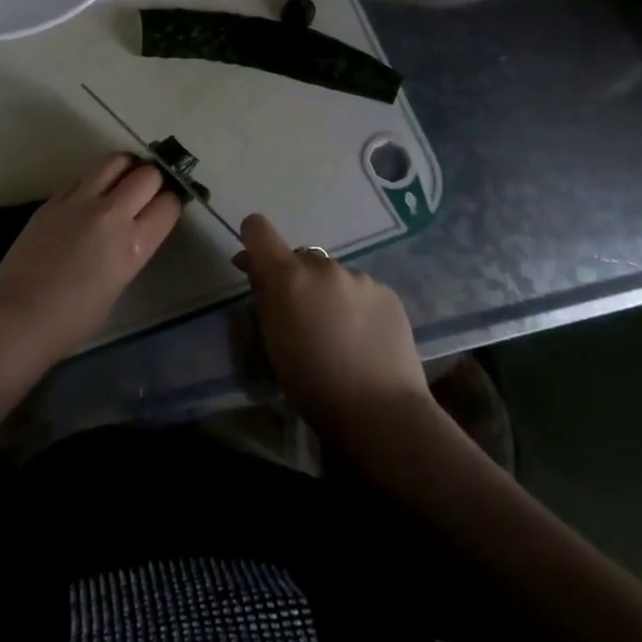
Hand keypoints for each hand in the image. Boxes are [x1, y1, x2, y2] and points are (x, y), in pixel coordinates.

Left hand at [0, 154, 181, 376]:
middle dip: (154, 180)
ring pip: (115, 161)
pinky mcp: (54, 198)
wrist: (17, 316)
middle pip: (147, 174)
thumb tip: (132, 232)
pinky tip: (90, 197)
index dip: (171, 204)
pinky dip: (95, 180)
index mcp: (133, 244)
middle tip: (148, 192)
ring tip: (123, 181)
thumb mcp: (118, 285)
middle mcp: (111, 214)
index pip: (168, 205)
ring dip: (126, 168)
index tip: (166, 209)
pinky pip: (84, 176)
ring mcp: (80, 201)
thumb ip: (130, 251)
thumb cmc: (72, 320)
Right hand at [234, 214, 431, 443]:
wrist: (381, 413)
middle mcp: (324, 266)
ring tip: (339, 333)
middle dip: (297, 279)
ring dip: (328, 293)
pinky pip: (362, 290)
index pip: (258, 229)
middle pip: (300, 258)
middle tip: (302, 317)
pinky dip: (356, 306)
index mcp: (289, 277)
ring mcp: (360, 277)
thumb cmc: (313, 385)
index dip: (253, 241)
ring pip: (333, 276)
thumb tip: (257, 271)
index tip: (256, 266)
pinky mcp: (388, 292)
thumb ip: (264, 298)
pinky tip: (364, 338)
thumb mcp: (273, 344)